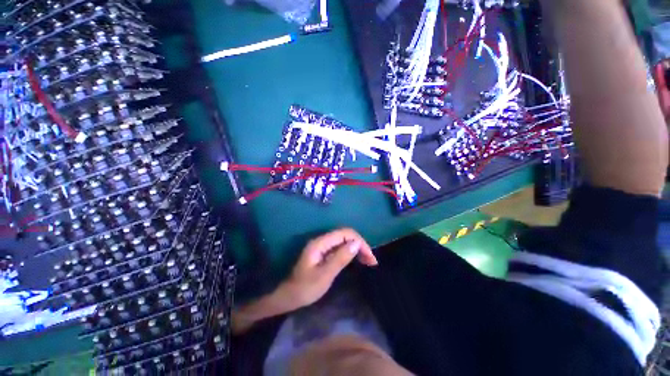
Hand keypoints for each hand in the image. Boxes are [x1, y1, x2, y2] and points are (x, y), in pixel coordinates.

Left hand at [281, 228, 376, 308]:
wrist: (288, 296)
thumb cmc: (305, 288)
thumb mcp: (324, 275)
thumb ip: (340, 258)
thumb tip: (356, 244)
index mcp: (321, 243)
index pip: (345, 233)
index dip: (359, 242)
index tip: (370, 257)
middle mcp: (322, 240)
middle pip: (345, 235)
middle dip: (360, 245)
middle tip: (372, 261)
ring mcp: (323, 246)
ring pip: (344, 241)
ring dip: (357, 248)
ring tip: (368, 261)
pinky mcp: (324, 253)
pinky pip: (340, 248)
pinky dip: (351, 253)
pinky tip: (357, 260)